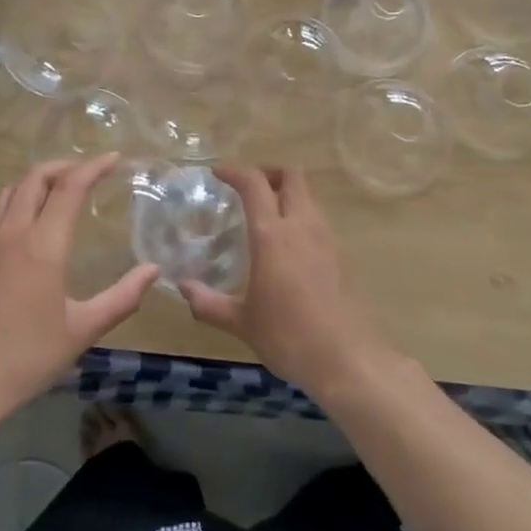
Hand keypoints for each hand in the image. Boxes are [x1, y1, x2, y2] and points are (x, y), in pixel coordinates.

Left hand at [0, 154, 158, 420]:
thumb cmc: (28, 358)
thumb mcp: (83, 330)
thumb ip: (122, 297)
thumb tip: (153, 270)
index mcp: (42, 247)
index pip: (69, 188)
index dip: (93, 168)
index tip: (115, 159)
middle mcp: (13, 235)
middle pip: (35, 178)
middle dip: (64, 166)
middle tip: (90, 173)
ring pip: (12, 191)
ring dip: (38, 179)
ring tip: (62, 189)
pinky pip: (0, 211)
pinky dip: (21, 198)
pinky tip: (34, 222)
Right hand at [181, 166, 387, 396]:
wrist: (346, 359)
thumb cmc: (288, 336)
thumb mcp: (242, 323)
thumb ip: (209, 304)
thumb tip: (184, 288)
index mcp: (273, 235)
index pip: (254, 184)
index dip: (235, 171)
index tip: (217, 172)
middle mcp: (302, 226)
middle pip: (292, 176)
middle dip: (268, 172)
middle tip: (247, 187)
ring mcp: (326, 239)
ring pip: (308, 196)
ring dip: (286, 193)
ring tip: (264, 215)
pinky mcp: (340, 255)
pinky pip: (317, 219)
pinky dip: (299, 216)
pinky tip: (286, 245)